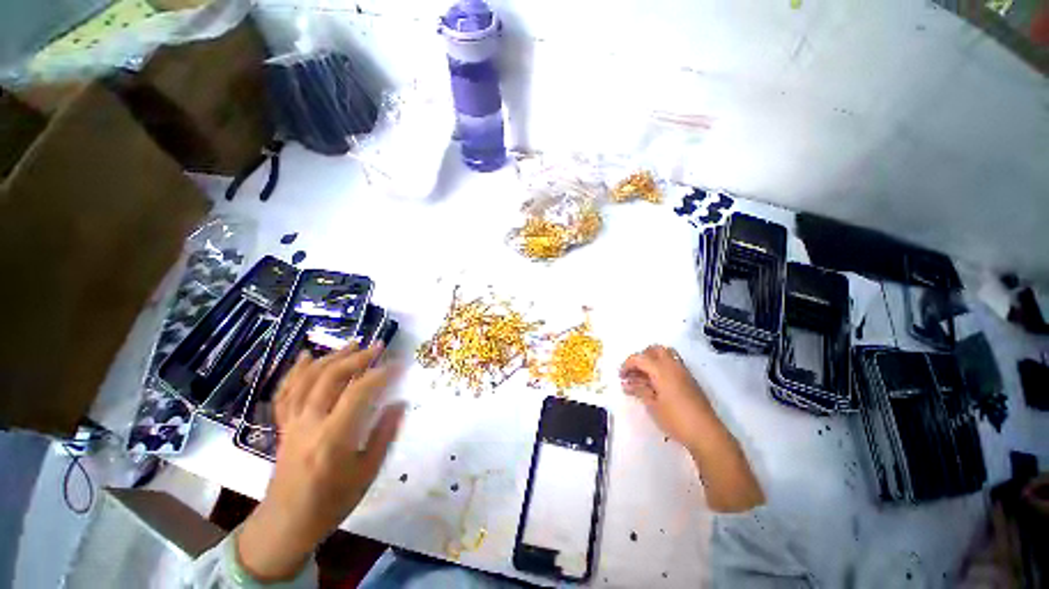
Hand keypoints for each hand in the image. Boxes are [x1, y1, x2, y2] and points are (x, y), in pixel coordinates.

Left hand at [237, 344, 404, 581]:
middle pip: (331, 378)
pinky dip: (296, 371)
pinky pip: (286, 393)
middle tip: (378, 346)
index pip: (358, 393)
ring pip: (308, 380)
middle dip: (357, 357)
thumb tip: (400, 403)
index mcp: (333, 438)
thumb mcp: (367, 473)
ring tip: (352, 344)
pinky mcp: (283, 426)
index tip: (398, 365)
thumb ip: (384, 435)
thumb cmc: (332, 502)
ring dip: (331, 357)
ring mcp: (292, 423)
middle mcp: (309, 424)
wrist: (286, 524)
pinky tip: (306, 357)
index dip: (380, 374)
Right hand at [620, 344, 764, 511]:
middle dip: (641, 357)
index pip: (639, 358)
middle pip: (654, 350)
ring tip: (643, 378)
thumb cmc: (675, 419)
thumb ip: (639, 390)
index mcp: (661, 370)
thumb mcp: (652, 405)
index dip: (627, 364)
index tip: (620, 376)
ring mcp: (683, 372)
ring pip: (665, 355)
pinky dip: (661, 367)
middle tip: (633, 372)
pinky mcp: (690, 380)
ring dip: (652, 361)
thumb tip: (627, 383)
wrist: (706, 433)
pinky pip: (673, 364)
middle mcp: (673, 365)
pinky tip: (656, 384)